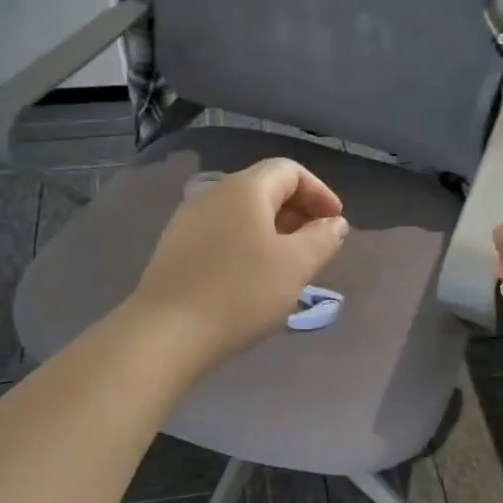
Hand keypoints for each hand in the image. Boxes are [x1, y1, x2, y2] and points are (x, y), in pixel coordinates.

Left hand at [128, 158, 348, 368]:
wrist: (166, 332)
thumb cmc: (240, 293)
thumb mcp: (295, 266)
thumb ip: (322, 239)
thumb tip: (334, 223)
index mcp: (244, 189)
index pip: (289, 170)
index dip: (319, 192)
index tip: (336, 224)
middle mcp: (212, 194)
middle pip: (264, 189)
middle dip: (297, 212)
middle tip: (317, 246)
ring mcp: (188, 221)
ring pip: (242, 214)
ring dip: (273, 231)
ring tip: (289, 266)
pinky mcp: (175, 249)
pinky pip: (222, 234)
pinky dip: (247, 245)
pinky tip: (253, 279)